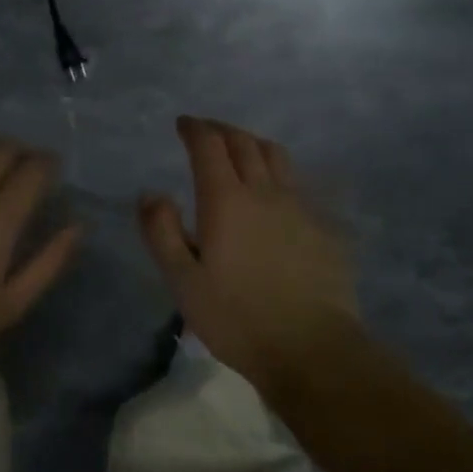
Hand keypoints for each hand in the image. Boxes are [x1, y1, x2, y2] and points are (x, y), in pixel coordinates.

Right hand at [139, 116, 363, 393]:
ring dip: (253, 143)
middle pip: (244, 142)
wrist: (312, 347)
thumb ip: (162, 232)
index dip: (194, 128)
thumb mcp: (183, 281)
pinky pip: (297, 183)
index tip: (183, 124)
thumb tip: (150, 193)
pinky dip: (278, 172)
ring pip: (276, 156)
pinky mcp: (322, 226)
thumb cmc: (237, 318)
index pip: (209, 146)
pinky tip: (274, 191)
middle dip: (221, 129)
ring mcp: (299, 206)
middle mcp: (264, 192)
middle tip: (206, 131)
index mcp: (226, 200)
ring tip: (241, 149)